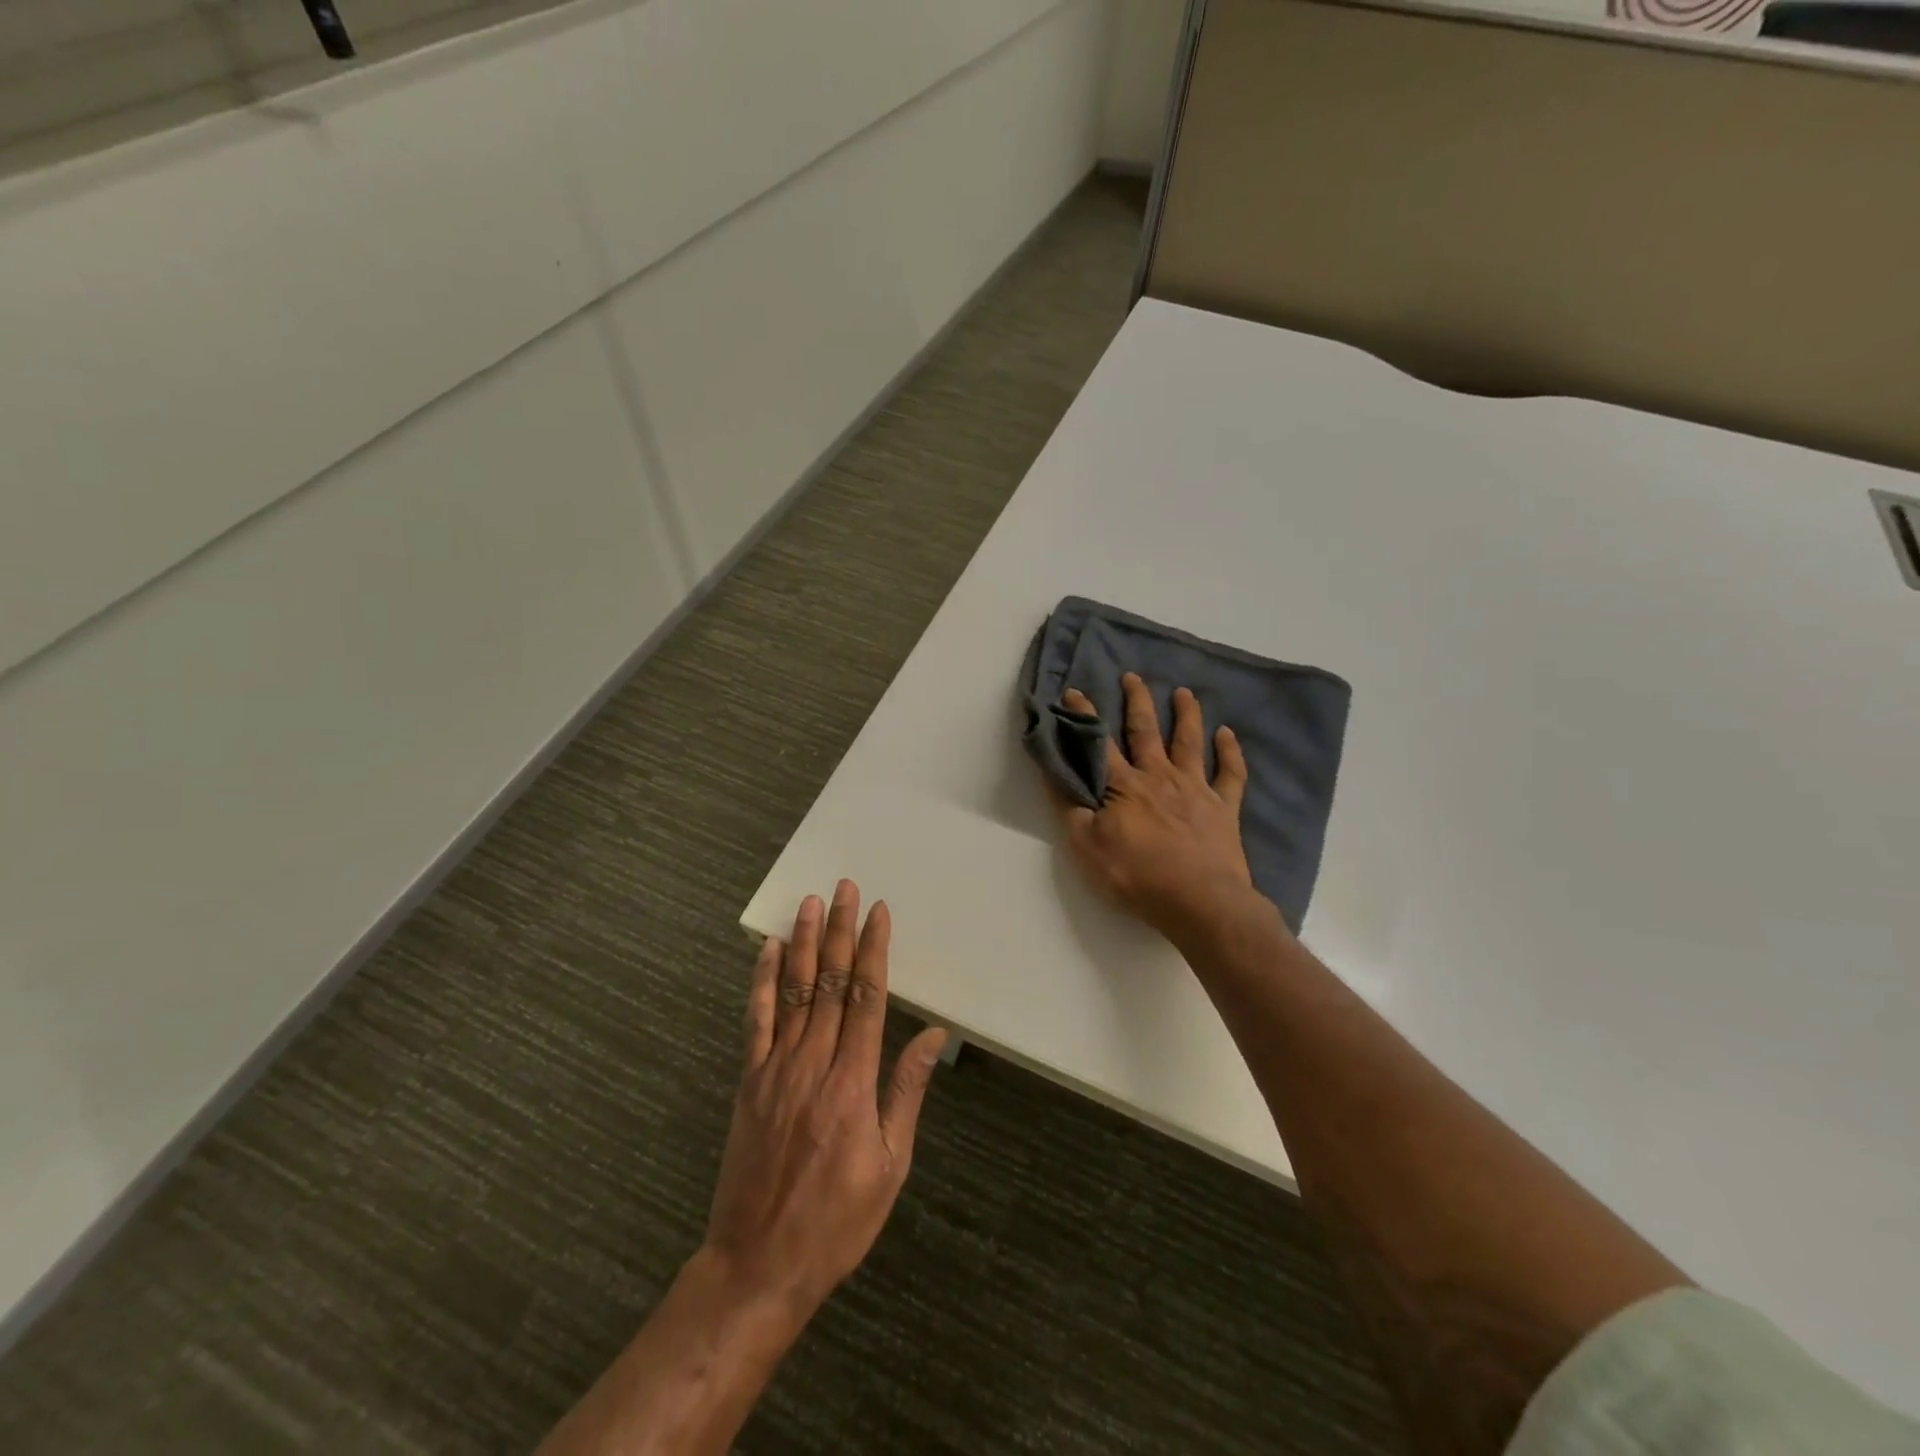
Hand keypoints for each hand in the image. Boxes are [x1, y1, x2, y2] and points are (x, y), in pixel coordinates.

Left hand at [703, 881, 946, 1316]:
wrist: (759, 1264)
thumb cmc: (837, 1219)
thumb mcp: (891, 1164)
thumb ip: (906, 1091)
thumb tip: (932, 1035)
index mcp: (853, 1083)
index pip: (866, 998)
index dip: (873, 950)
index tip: (878, 912)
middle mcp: (813, 1063)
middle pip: (829, 983)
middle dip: (839, 931)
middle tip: (844, 888)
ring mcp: (775, 1069)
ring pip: (793, 992)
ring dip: (802, 943)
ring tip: (810, 903)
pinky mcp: (748, 1081)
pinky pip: (755, 1021)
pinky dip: (761, 982)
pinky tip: (766, 951)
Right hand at [1054, 673, 1261, 940]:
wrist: (1199, 901)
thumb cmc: (1137, 876)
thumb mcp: (1086, 847)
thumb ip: (1069, 808)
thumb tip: (1053, 773)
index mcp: (1124, 786)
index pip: (1099, 744)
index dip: (1084, 716)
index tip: (1073, 692)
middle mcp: (1159, 777)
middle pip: (1146, 731)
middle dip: (1137, 701)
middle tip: (1133, 676)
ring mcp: (1195, 789)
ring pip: (1190, 742)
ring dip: (1186, 714)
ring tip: (1184, 692)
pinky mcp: (1224, 808)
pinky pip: (1230, 774)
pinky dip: (1230, 752)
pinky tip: (1228, 734)